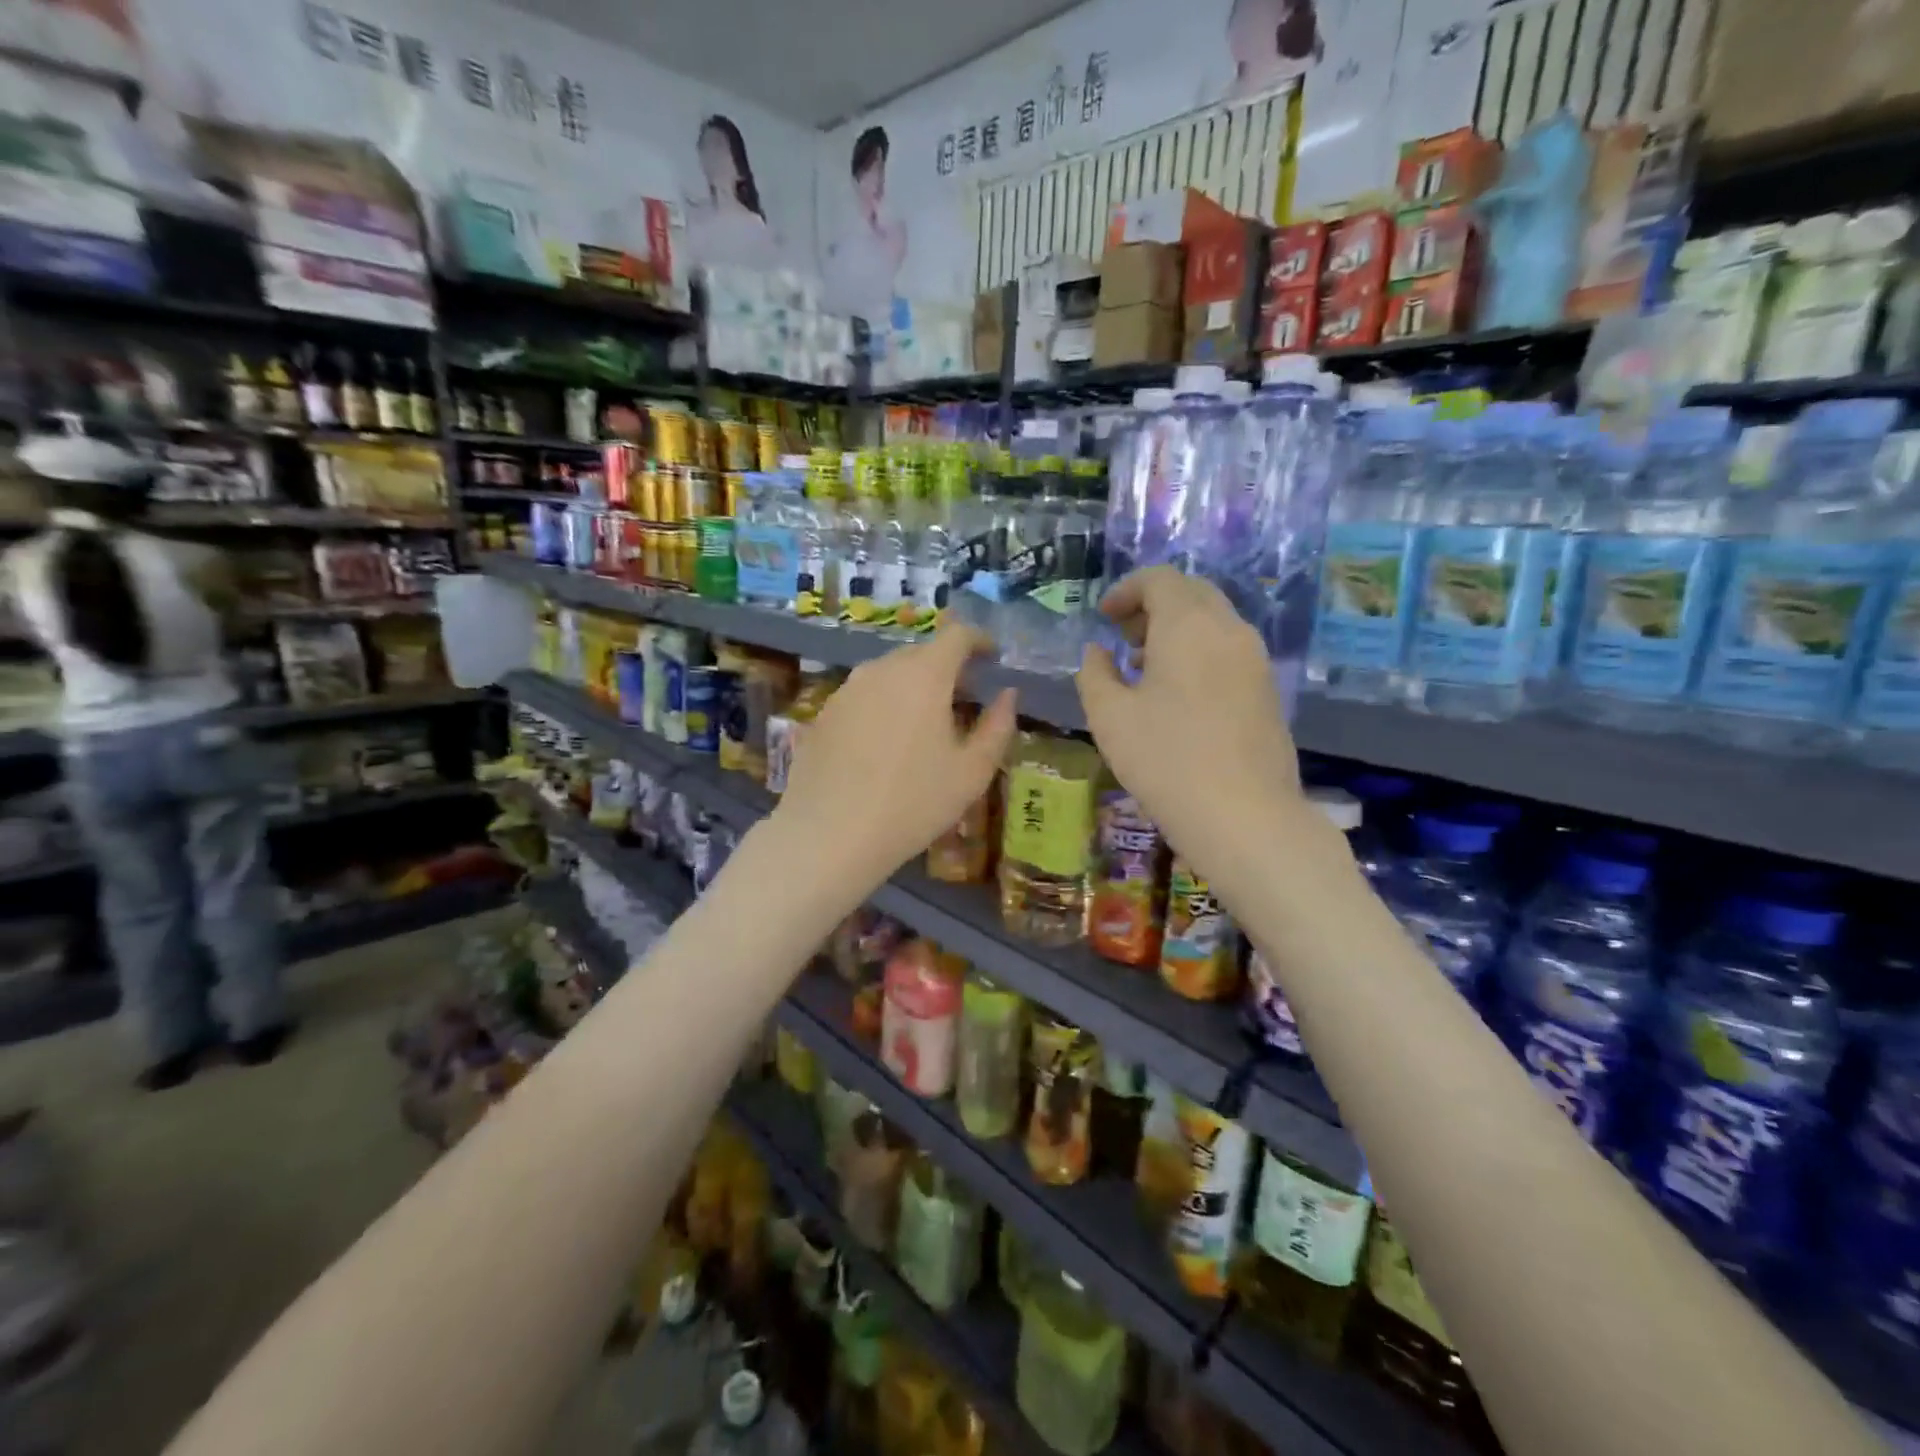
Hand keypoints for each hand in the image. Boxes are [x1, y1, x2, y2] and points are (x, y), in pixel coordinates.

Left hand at [775, 624, 1015, 886]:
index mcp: (924, 675)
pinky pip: (864, 696)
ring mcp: (847, 689)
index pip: (956, 635)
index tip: (991, 657)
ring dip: (913, 686)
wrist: (828, 835)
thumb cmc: (912, 803)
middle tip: (964, 699)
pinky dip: (884, 705)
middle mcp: (882, 669)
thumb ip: (997, 727)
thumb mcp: (971, 772)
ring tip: (925, 724)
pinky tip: (886, 744)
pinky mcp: (824, 713)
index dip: (979, 640)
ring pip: (889, 674)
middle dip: (947, 667)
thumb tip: (1008, 695)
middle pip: (921, 653)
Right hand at [1077, 567, 1302, 876]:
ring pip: (1213, 621)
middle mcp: (1229, 629)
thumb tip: (1098, 652)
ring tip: (1144, 667)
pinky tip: (1178, 694)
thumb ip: (1095, 674)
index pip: (1160, 579)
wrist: (1245, 816)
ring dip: (1177, 629)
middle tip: (1122, 637)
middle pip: (1191, 593)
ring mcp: (1255, 659)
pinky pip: (1228, 649)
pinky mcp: (1267, 689)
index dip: (1126, 591)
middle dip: (1153, 605)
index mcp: (1189, 625)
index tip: (1103, 617)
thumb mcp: (1109, 717)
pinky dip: (1199, 651)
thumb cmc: (1166, 760)